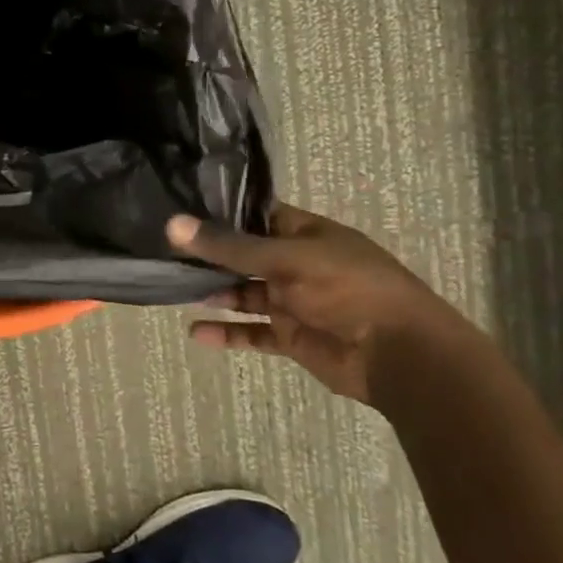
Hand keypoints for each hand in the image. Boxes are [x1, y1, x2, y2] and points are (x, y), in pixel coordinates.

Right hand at [167, 202, 464, 402]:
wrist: (400, 354)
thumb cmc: (349, 288)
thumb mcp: (288, 258)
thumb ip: (229, 246)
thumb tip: (172, 224)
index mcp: (304, 234)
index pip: (256, 215)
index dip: (221, 212)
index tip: (178, 208)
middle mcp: (295, 264)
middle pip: (243, 256)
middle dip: (208, 255)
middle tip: (162, 250)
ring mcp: (292, 302)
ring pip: (243, 293)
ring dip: (213, 292)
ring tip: (172, 287)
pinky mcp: (290, 337)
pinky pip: (251, 332)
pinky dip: (226, 333)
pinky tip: (196, 332)